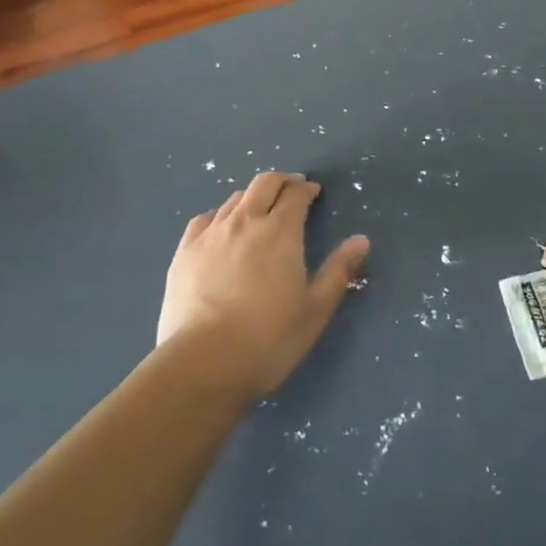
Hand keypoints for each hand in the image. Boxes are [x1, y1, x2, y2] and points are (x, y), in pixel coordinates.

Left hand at [158, 172, 369, 398]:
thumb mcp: (315, 309)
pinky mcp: (184, 251)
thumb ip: (338, 271)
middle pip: (264, 184)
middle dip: (281, 181)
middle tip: (291, 190)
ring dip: (252, 197)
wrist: (203, 363)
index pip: (295, 194)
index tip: (313, 193)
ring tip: (259, 210)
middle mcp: (245, 221)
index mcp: (280, 231)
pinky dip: (219, 216)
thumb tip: (361, 240)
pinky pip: (204, 219)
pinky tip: (221, 229)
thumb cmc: (269, 339)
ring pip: (234, 199)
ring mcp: (211, 234)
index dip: (306, 189)